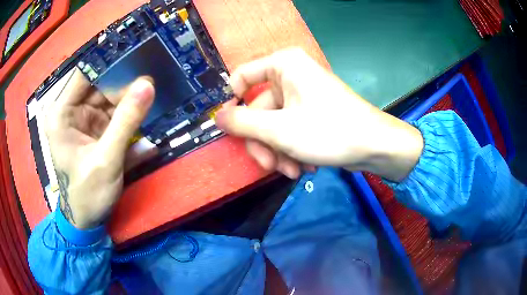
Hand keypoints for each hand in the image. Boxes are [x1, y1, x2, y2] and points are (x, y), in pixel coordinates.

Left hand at [45, 69, 153, 228]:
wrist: (87, 220)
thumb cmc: (87, 194)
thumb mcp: (105, 160)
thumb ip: (125, 122)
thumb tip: (148, 84)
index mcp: (61, 113)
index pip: (86, 73)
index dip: (110, 61)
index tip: (138, 52)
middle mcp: (71, 110)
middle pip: (101, 84)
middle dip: (126, 82)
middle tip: (155, 74)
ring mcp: (84, 119)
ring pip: (111, 98)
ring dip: (131, 98)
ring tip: (155, 91)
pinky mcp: (96, 129)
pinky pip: (115, 113)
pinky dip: (130, 113)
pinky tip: (146, 110)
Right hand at [216, 48, 422, 180]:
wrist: (375, 146)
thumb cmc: (329, 130)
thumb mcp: (278, 130)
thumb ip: (242, 123)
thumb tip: (218, 117)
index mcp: (283, 66)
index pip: (241, 77)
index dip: (232, 104)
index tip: (233, 130)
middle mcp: (291, 76)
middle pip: (258, 110)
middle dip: (263, 143)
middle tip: (271, 166)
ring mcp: (302, 96)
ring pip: (273, 125)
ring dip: (278, 152)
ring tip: (292, 171)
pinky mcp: (311, 114)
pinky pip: (289, 130)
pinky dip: (291, 150)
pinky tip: (304, 166)